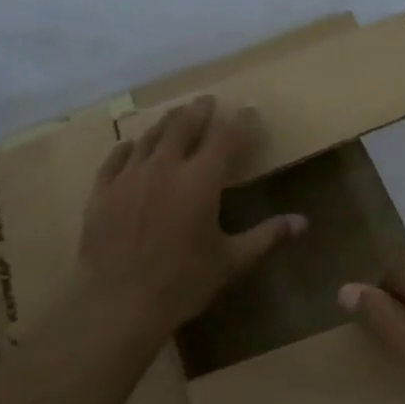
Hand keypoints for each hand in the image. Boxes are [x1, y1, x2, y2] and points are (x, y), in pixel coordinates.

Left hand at [77, 96, 304, 336]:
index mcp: (200, 181)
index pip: (226, 139)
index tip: (249, 111)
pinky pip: (115, 159)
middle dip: (199, 111)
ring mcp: (129, 177)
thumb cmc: (182, 283)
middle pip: (183, 126)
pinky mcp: (102, 192)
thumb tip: (302, 222)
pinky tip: (131, 146)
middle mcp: (164, 168)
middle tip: (207, 100)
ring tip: (175, 116)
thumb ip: (266, 237)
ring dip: (166, 123)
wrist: (118, 303)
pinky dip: (127, 148)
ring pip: (149, 138)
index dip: (241, 122)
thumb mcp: (232, 262)